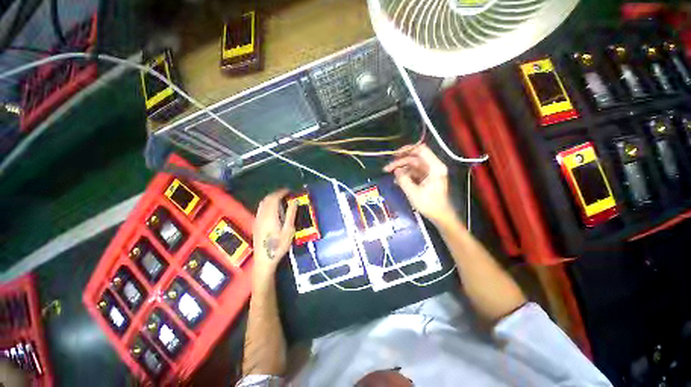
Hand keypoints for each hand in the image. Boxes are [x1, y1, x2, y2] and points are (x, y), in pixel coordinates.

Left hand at [252, 189, 297, 284]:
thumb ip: (291, 214)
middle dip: (276, 193)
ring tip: (280, 198)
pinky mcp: (256, 224)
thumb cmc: (279, 245)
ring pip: (262, 203)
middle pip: (267, 199)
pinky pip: (260, 208)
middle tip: (286, 193)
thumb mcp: (289, 230)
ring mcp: (257, 219)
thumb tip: (294, 201)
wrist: (264, 259)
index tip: (289, 191)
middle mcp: (261, 215)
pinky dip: (267, 203)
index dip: (281, 192)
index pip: (274, 198)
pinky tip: (273, 208)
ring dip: (271, 198)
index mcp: (270, 215)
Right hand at [383, 144, 454, 224]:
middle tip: (387, 169)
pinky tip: (396, 181)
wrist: (440, 216)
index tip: (394, 155)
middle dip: (400, 162)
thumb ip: (403, 179)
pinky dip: (405, 175)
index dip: (407, 149)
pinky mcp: (426, 178)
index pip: (421, 150)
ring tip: (391, 176)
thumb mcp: (413, 192)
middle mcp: (433, 167)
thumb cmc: (429, 205)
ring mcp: (429, 172)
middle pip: (414, 158)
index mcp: (434, 167)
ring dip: (401, 169)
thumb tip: (395, 170)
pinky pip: (413, 172)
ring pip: (412, 165)